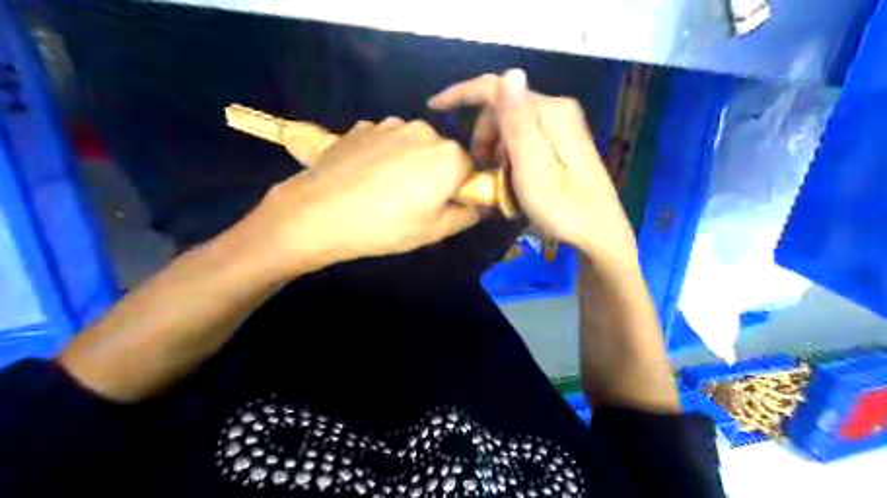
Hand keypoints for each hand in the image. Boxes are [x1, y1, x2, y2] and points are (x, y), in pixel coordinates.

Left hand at [239, 117, 480, 280]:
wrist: (317, 212)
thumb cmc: (384, 226)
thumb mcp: (434, 231)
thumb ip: (468, 215)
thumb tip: (482, 205)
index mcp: (449, 156)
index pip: (470, 170)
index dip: (458, 191)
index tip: (440, 208)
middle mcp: (425, 131)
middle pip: (442, 154)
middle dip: (435, 174)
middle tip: (411, 202)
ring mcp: (390, 124)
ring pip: (414, 145)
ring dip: (409, 163)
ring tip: (384, 189)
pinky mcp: (363, 126)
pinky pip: (387, 141)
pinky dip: (384, 155)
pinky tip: (365, 177)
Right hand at [430, 70, 638, 265]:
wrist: (599, 235)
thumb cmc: (563, 209)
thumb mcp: (532, 170)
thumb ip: (518, 123)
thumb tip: (509, 73)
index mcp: (550, 112)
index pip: (497, 89)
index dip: (462, 94)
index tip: (435, 108)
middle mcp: (557, 110)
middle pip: (503, 108)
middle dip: (483, 135)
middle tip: (481, 171)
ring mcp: (563, 126)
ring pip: (511, 125)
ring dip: (495, 149)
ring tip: (497, 180)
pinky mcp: (563, 142)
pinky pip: (524, 138)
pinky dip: (509, 155)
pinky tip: (510, 177)